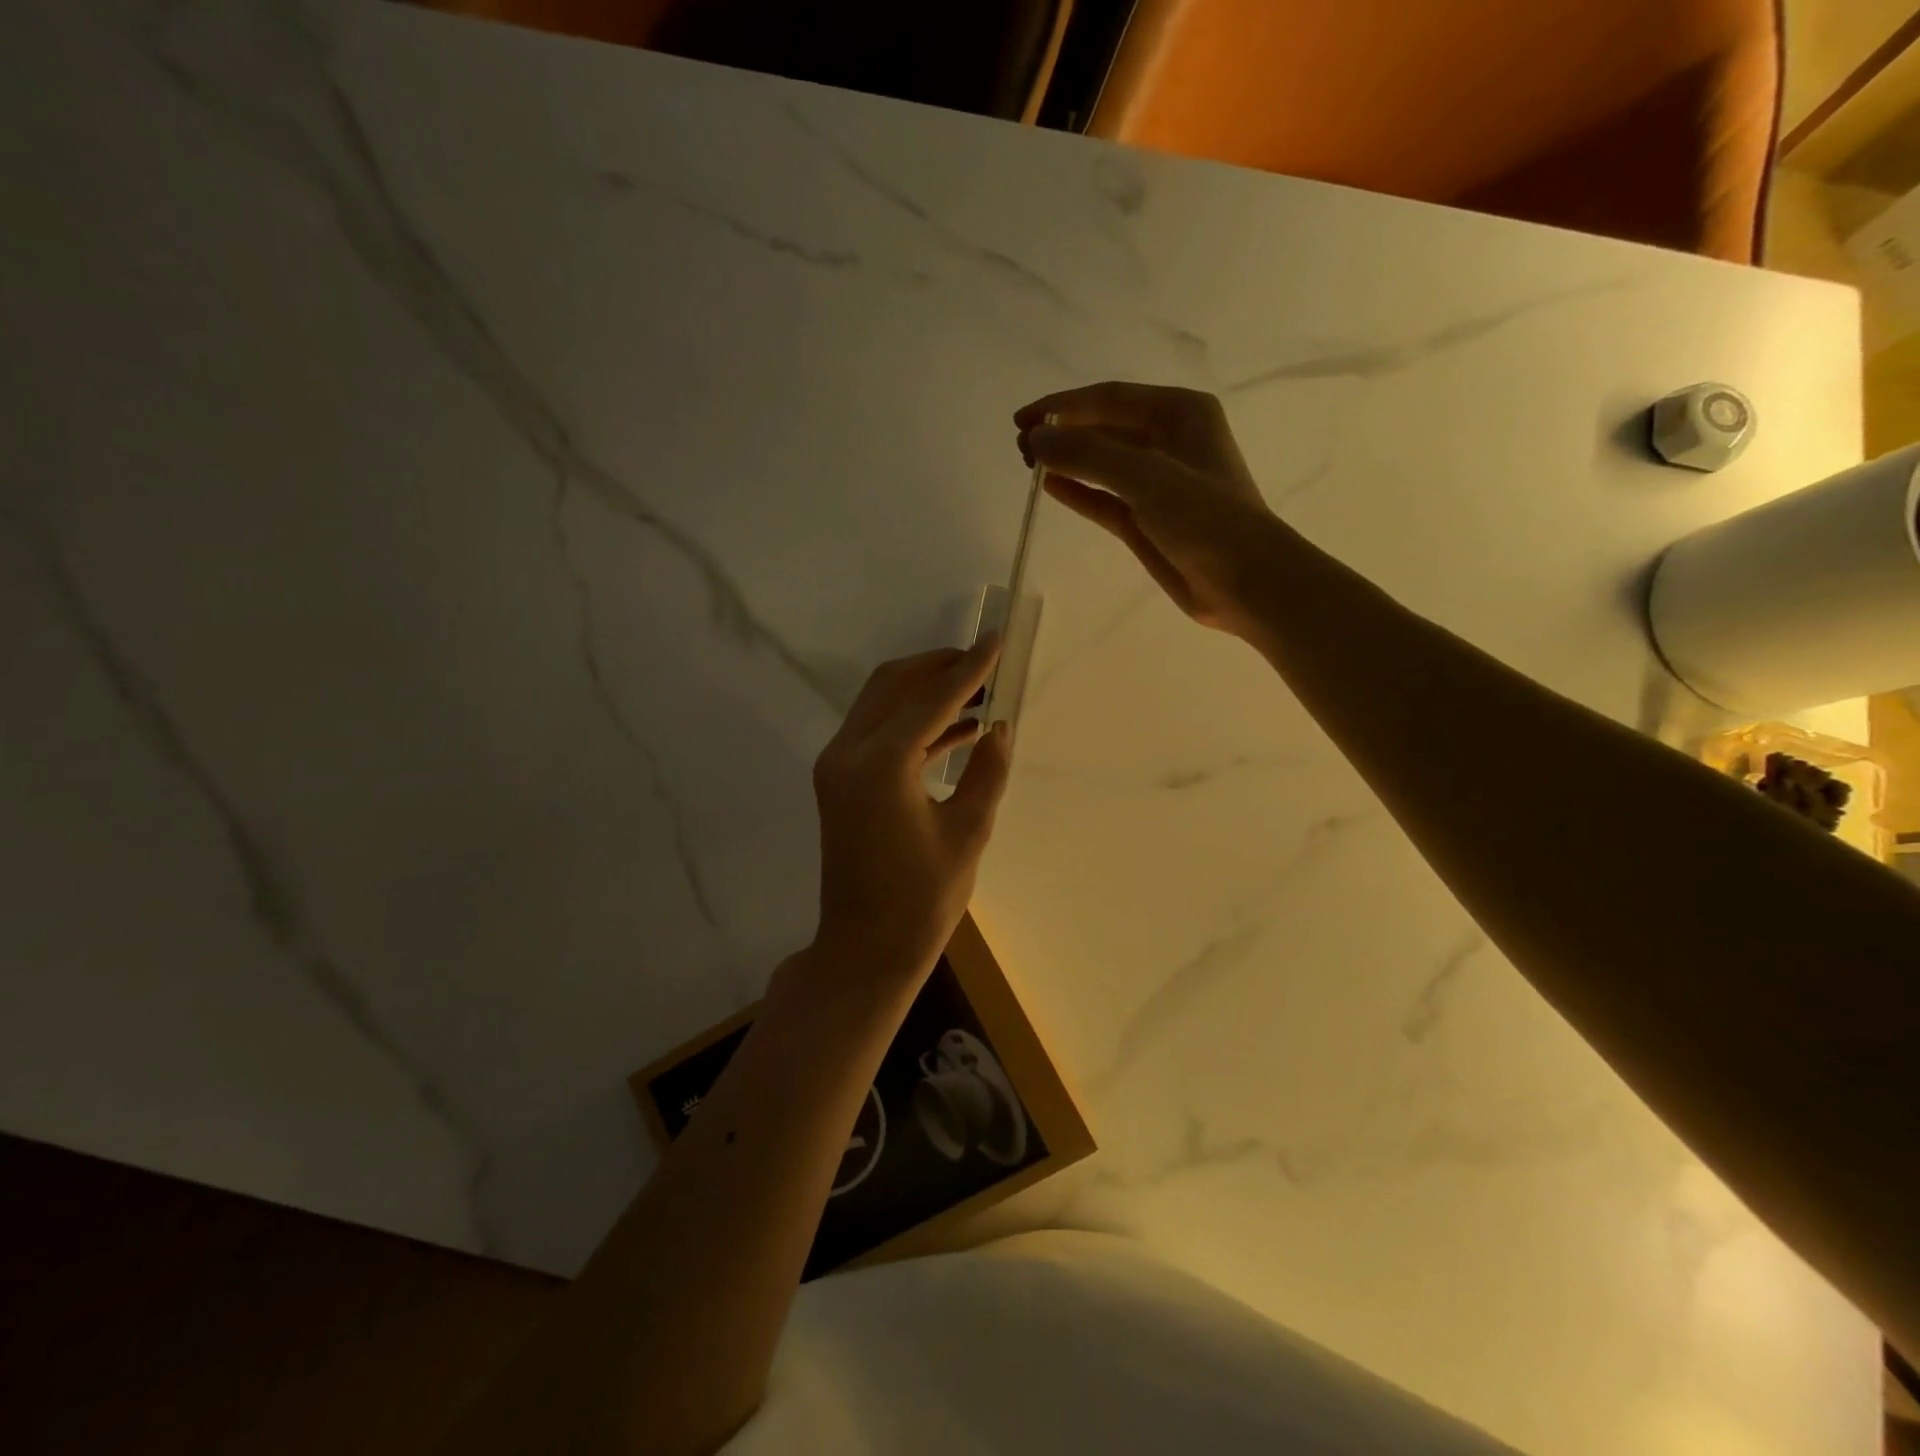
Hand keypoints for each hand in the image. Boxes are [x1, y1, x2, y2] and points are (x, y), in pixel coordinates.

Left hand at [809, 636, 1012, 983]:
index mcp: (879, 765)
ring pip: (881, 703)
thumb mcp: (967, 834)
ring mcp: (838, 766)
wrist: (864, 949)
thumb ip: (986, 772)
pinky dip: (914, 722)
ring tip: (978, 690)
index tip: (997, 640)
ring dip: (925, 691)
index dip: (969, 669)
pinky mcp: (840, 781)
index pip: (930, 699)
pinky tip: (958, 728)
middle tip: (985, 662)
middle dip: (939, 667)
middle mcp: (848, 753)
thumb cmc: (921, 901)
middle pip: (893, 685)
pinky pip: (878, 732)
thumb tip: (1000, 726)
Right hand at [1015, 381, 1280, 636]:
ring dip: (1067, 461)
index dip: (1063, 406)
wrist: (1244, 581)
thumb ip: (1088, 455)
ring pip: (1102, 463)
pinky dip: (1079, 491)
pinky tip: (1050, 487)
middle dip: (1062, 433)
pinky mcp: (1146, 520)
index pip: (1110, 398)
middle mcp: (1168, 440)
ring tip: (1027, 464)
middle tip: (1020, 447)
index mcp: (1179, 413)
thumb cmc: (1205, 518)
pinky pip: (1104, 498)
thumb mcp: (1146, 477)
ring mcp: (1157, 482)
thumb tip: (1037, 440)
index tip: (1023, 421)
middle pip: (1103, 427)